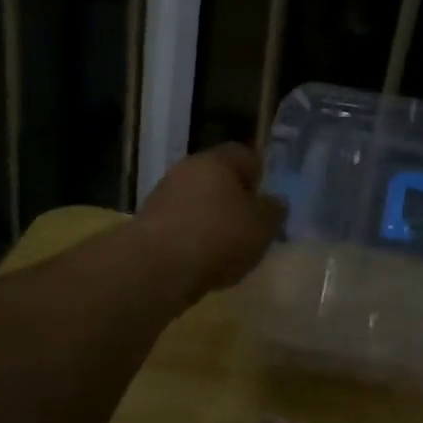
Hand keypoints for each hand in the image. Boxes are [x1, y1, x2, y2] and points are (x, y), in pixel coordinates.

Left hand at [135, 143, 286, 294]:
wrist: (157, 267)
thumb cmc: (219, 235)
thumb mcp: (263, 225)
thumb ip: (273, 210)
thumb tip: (274, 202)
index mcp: (217, 160)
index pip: (243, 155)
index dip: (258, 174)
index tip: (266, 199)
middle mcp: (187, 169)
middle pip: (217, 178)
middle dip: (233, 199)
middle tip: (249, 225)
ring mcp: (163, 195)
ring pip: (197, 202)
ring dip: (211, 220)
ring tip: (227, 249)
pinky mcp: (148, 224)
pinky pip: (180, 225)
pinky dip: (192, 238)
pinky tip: (203, 261)